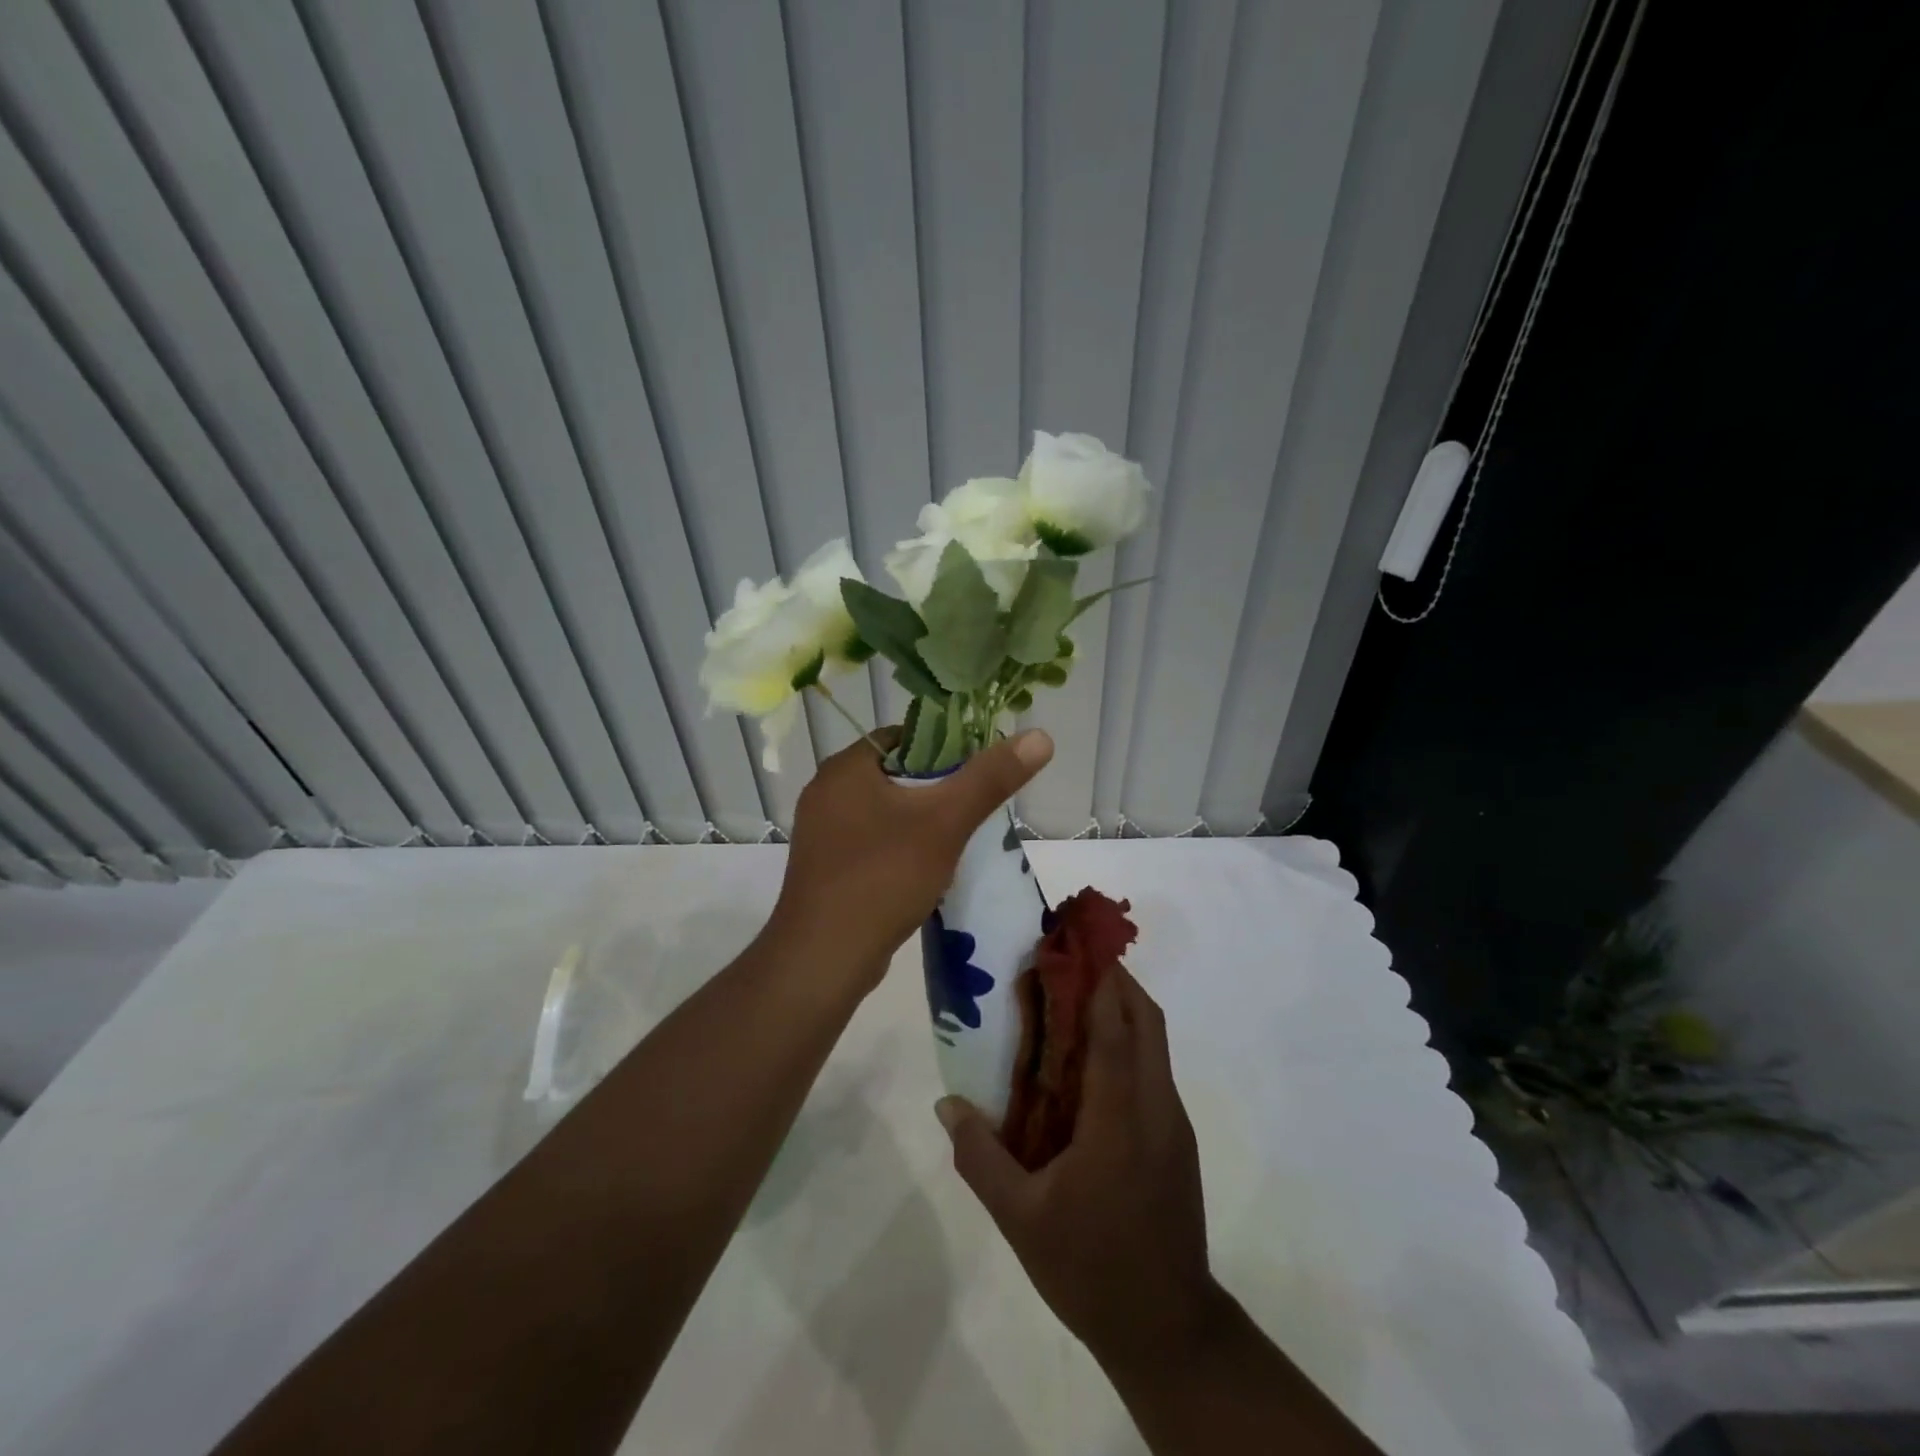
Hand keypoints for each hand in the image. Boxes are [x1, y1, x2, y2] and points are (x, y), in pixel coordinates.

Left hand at [770, 726, 1053, 986]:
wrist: (824, 957)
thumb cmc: (883, 876)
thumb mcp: (945, 823)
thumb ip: (990, 779)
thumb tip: (1040, 736)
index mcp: (845, 767)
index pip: (904, 736)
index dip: (945, 746)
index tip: (977, 770)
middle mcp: (826, 791)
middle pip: (895, 774)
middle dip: (935, 789)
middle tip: (971, 809)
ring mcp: (821, 832)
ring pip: (884, 810)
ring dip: (918, 821)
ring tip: (952, 841)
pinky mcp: (824, 866)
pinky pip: (870, 841)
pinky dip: (897, 847)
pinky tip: (921, 869)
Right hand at [936, 968, 1222, 1375]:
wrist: (1169, 1331)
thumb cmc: (1092, 1268)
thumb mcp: (1021, 1219)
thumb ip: (981, 1157)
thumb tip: (947, 1106)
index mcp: (1119, 1118)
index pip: (1113, 1028)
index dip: (1096, 979)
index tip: (1070, 944)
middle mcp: (1156, 1107)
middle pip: (1146, 1019)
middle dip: (1114, 980)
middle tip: (1069, 964)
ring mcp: (1174, 1123)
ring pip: (1156, 1043)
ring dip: (1123, 1009)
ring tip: (1074, 1003)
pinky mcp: (1179, 1141)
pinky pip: (1154, 1071)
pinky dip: (1128, 1045)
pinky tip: (1091, 1066)